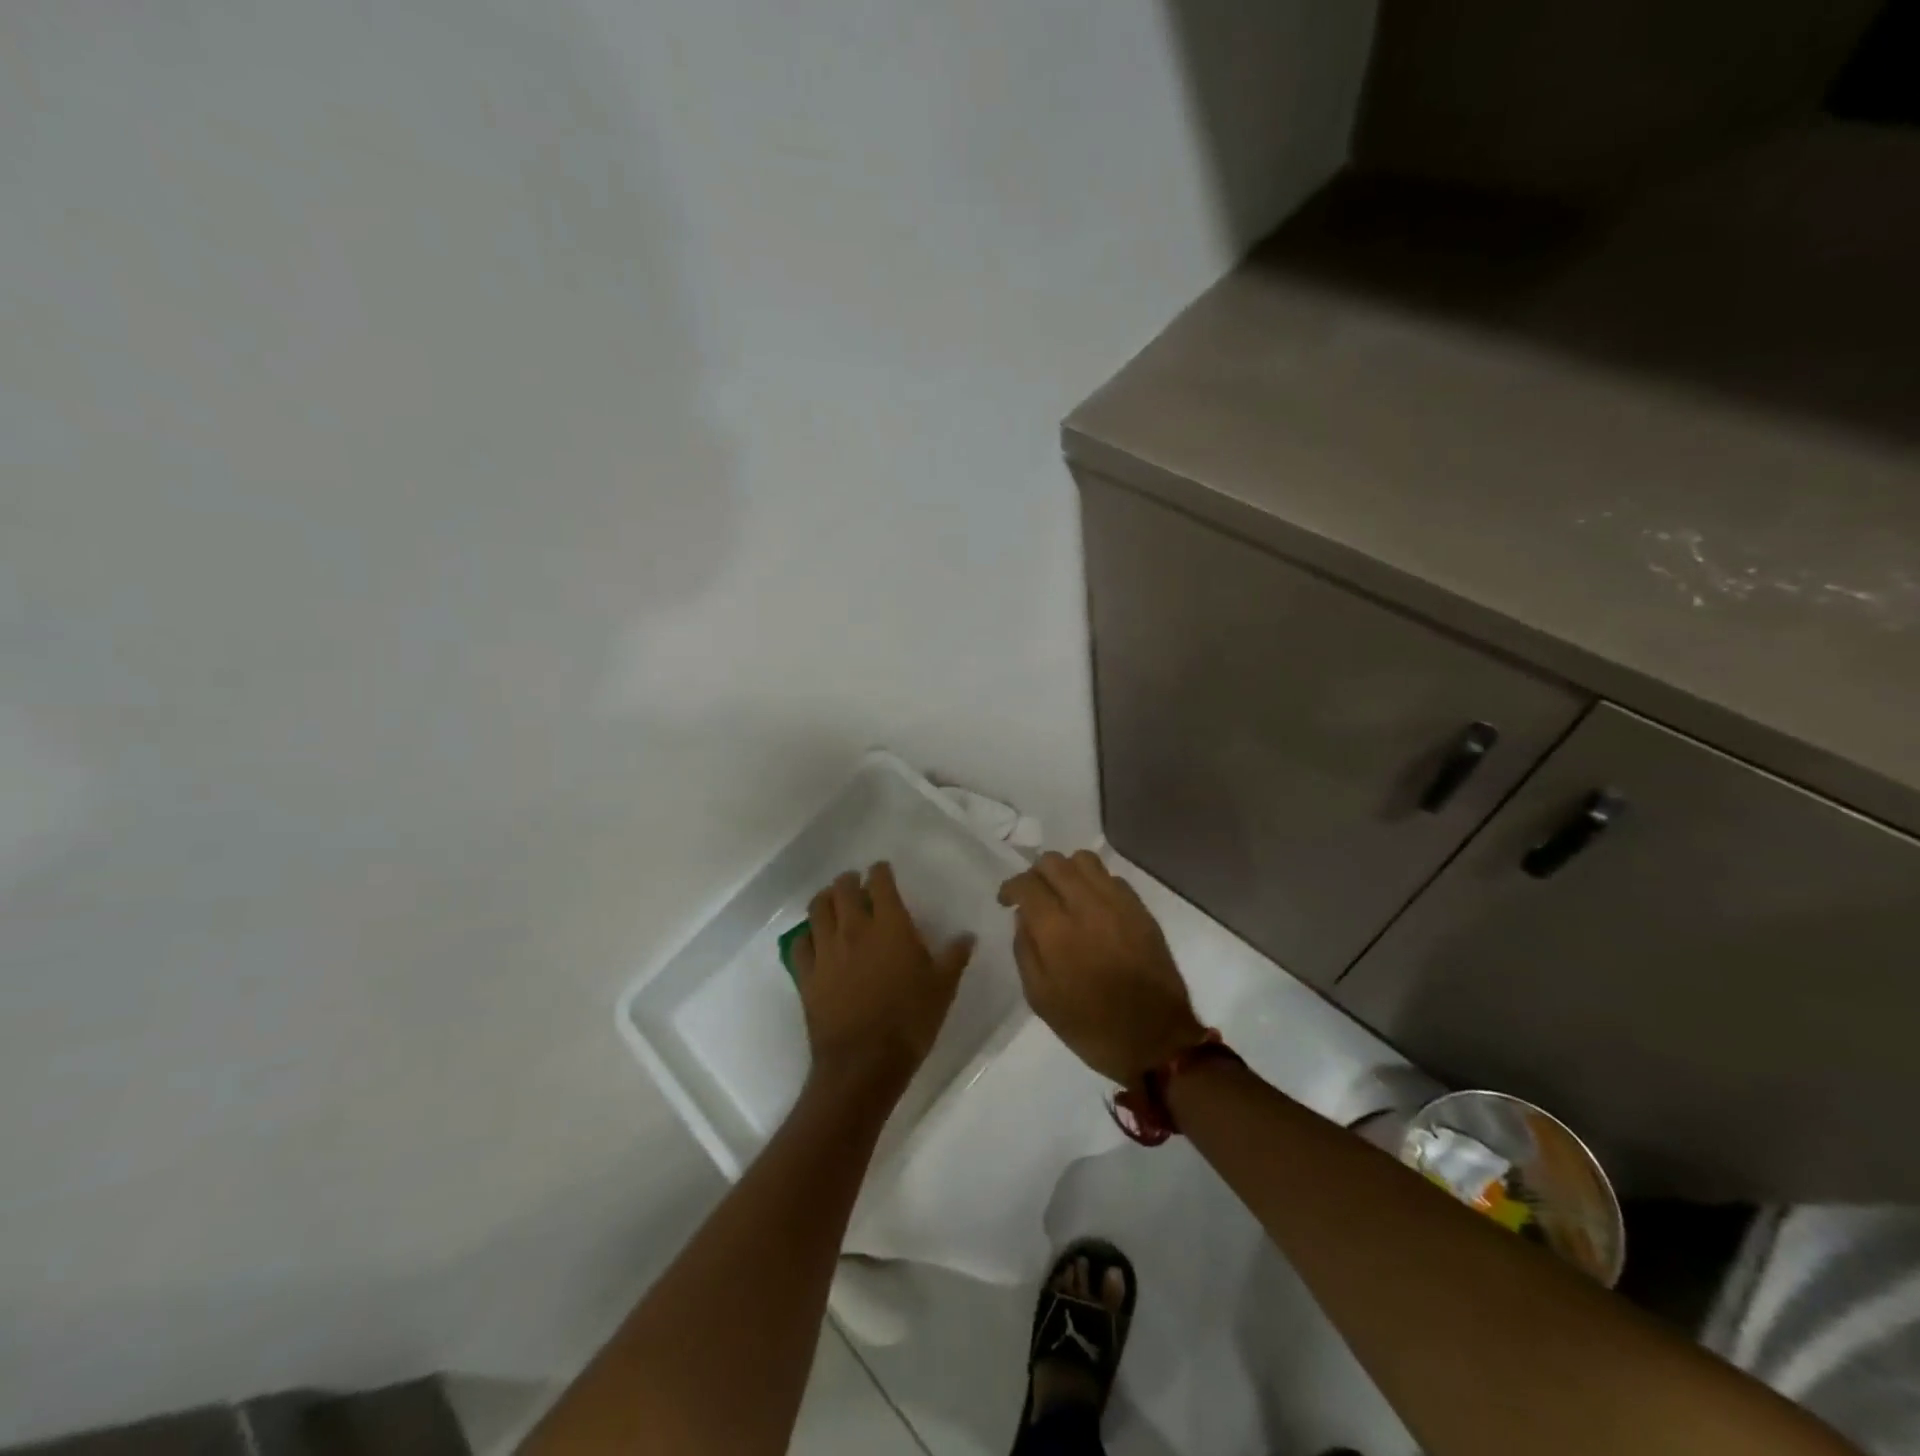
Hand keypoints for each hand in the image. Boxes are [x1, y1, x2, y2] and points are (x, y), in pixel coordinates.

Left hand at [792, 862, 973, 1102]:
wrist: (864, 1062)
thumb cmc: (910, 1021)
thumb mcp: (943, 987)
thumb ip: (954, 956)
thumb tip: (967, 935)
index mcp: (890, 925)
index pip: (880, 882)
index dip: (880, 871)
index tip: (882, 870)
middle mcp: (854, 928)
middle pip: (843, 888)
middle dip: (849, 880)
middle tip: (856, 882)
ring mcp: (826, 950)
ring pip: (817, 909)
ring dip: (825, 899)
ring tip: (832, 901)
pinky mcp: (806, 975)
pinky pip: (799, 943)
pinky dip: (806, 934)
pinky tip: (813, 938)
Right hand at [999, 851, 1205, 1084]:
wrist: (1157, 1041)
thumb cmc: (1091, 1027)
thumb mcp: (1041, 999)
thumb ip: (1025, 951)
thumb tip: (1024, 917)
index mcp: (1057, 931)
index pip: (1027, 884)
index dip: (1011, 886)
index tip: (1007, 900)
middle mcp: (1087, 906)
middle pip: (1054, 862)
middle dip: (1036, 873)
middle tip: (1033, 896)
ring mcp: (1119, 904)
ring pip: (1084, 860)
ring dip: (1066, 871)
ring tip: (1064, 894)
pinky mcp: (1142, 910)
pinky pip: (1112, 878)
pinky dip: (1094, 883)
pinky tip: (1093, 907)